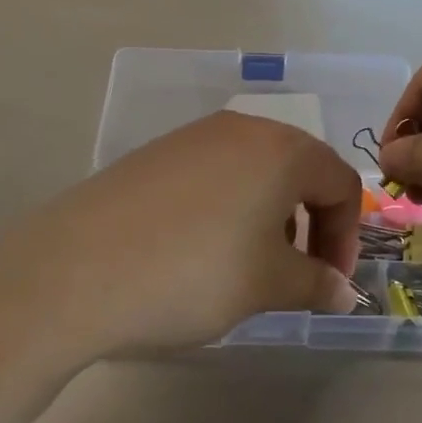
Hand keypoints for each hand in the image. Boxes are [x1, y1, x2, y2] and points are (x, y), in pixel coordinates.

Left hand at [19, 112, 362, 354]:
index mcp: (280, 149)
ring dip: (267, 217)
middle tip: (294, 274)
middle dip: (309, 224)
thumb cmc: (194, 273)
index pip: (341, 184)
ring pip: (253, 172)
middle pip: (297, 171)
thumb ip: (317, 284)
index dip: (346, 237)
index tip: (330, 282)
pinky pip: (211, 176)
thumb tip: (345, 293)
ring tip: (245, 266)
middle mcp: (239, 129)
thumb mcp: (267, 285)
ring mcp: (190, 138)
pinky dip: (226, 209)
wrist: (75, 271)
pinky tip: (198, 250)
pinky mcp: (152, 155)